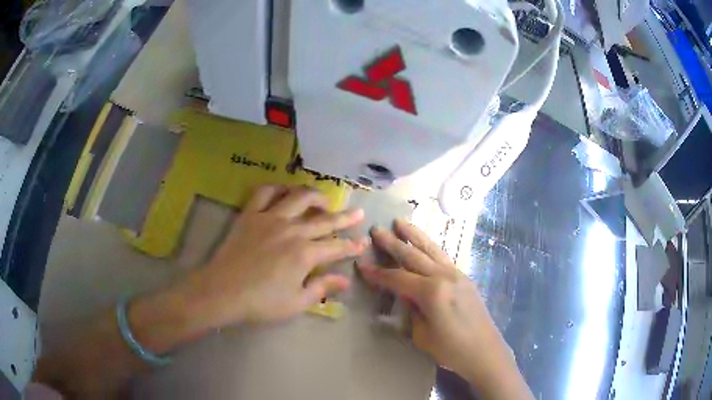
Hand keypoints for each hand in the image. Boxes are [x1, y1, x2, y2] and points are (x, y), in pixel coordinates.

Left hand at [180, 185, 367, 330]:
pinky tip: (284, 192)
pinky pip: (265, 193)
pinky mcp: (251, 215)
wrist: (222, 292)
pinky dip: (277, 188)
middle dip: (344, 217)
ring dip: (315, 195)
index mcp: (305, 254)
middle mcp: (292, 230)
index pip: (336, 247)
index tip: (363, 243)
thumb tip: (345, 280)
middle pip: (324, 219)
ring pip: (298, 197)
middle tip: (357, 212)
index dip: (352, 246)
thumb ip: (322, 288)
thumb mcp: (297, 303)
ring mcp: (270, 218)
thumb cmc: (261, 303)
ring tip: (324, 198)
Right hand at [357, 219, 531, 398]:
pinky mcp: (464, 277)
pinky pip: (442, 256)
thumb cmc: (451, 349)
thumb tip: (406, 293)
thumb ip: (411, 309)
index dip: (378, 273)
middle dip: (393, 242)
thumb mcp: (421, 334)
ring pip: (431, 249)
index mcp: (431, 292)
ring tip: (400, 222)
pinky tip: (423, 244)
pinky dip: (429, 246)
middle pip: (413, 255)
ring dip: (414, 235)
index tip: (361, 264)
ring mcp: (456, 274)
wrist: (484, 351)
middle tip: (377, 229)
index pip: (398, 278)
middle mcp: (444, 276)